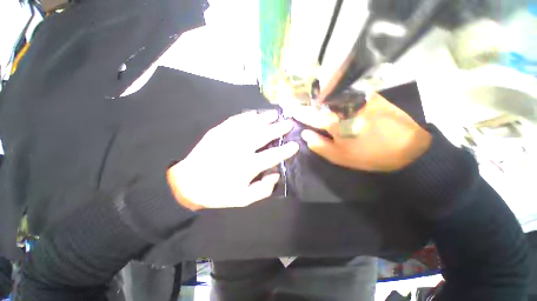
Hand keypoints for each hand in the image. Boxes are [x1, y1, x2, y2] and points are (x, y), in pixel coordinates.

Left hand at [167, 110, 298, 210]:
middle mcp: (240, 148)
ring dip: (265, 119)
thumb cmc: (218, 192)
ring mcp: (228, 137)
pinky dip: (246, 116)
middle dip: (278, 129)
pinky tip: (254, 114)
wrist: (189, 183)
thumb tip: (276, 174)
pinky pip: (235, 120)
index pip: (273, 155)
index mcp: (248, 166)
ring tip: (275, 114)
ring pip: (251, 124)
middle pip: (264, 135)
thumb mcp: (243, 199)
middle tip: (289, 123)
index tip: (295, 144)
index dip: (286, 150)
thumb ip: (263, 189)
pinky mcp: (218, 131)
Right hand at [291, 93, 431, 171]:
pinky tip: (333, 95)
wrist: (408, 148)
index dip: (297, 111)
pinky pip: (347, 90)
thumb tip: (305, 134)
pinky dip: (337, 92)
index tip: (287, 107)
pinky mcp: (370, 95)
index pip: (310, 115)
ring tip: (314, 99)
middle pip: (320, 101)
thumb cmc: (369, 155)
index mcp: (335, 123)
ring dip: (321, 95)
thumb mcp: (340, 157)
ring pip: (333, 93)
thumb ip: (319, 145)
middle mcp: (345, 106)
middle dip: (308, 100)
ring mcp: (359, 98)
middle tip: (299, 100)